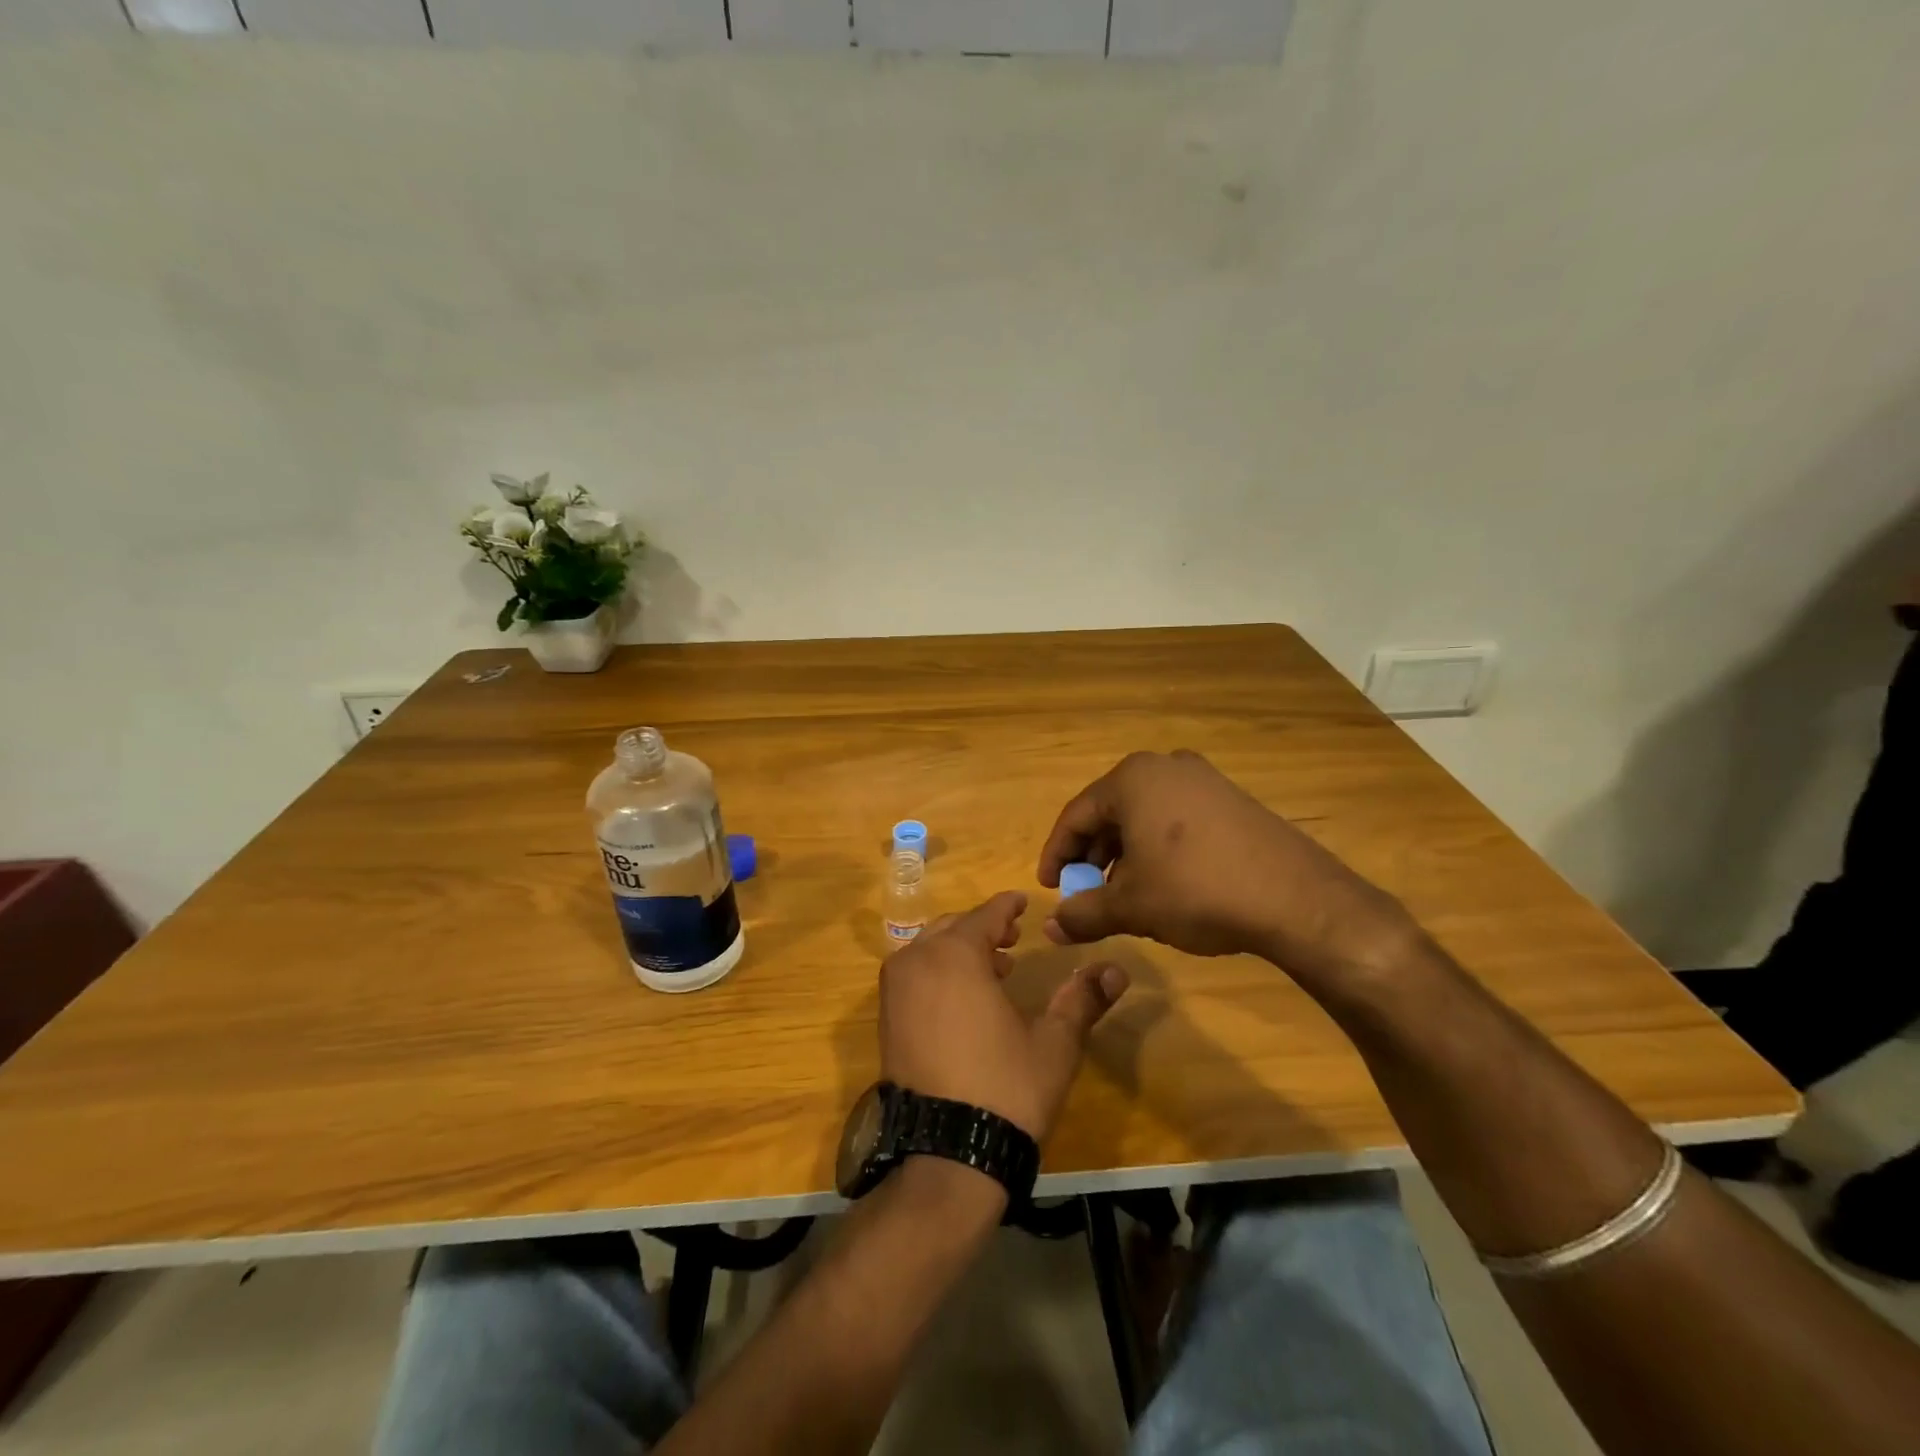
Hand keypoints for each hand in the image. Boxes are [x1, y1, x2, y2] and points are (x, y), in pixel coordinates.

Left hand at [879, 891, 1128, 1141]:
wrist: (947, 1155)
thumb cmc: (1007, 1088)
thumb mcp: (1054, 1042)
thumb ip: (1082, 999)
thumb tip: (1117, 969)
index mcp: (956, 955)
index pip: (985, 914)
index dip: (1007, 906)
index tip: (1023, 901)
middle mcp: (916, 961)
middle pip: (953, 928)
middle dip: (984, 928)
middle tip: (1013, 937)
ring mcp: (894, 991)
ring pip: (929, 950)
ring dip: (960, 950)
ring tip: (995, 969)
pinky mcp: (886, 1020)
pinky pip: (913, 975)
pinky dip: (938, 972)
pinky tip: (964, 999)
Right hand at [1037, 750, 1423, 990]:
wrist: (1297, 899)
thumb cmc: (1197, 891)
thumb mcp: (1131, 906)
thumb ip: (1083, 914)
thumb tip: (1050, 928)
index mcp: (1132, 779)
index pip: (1075, 816)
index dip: (1056, 855)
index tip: (1050, 888)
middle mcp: (1165, 767)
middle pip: (1110, 813)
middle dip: (1092, 857)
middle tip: (1085, 894)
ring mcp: (1204, 780)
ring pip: (1144, 817)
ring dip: (1124, 855)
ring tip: (1123, 895)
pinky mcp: (1232, 800)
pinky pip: (1176, 820)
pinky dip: (1158, 849)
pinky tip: (1165, 884)